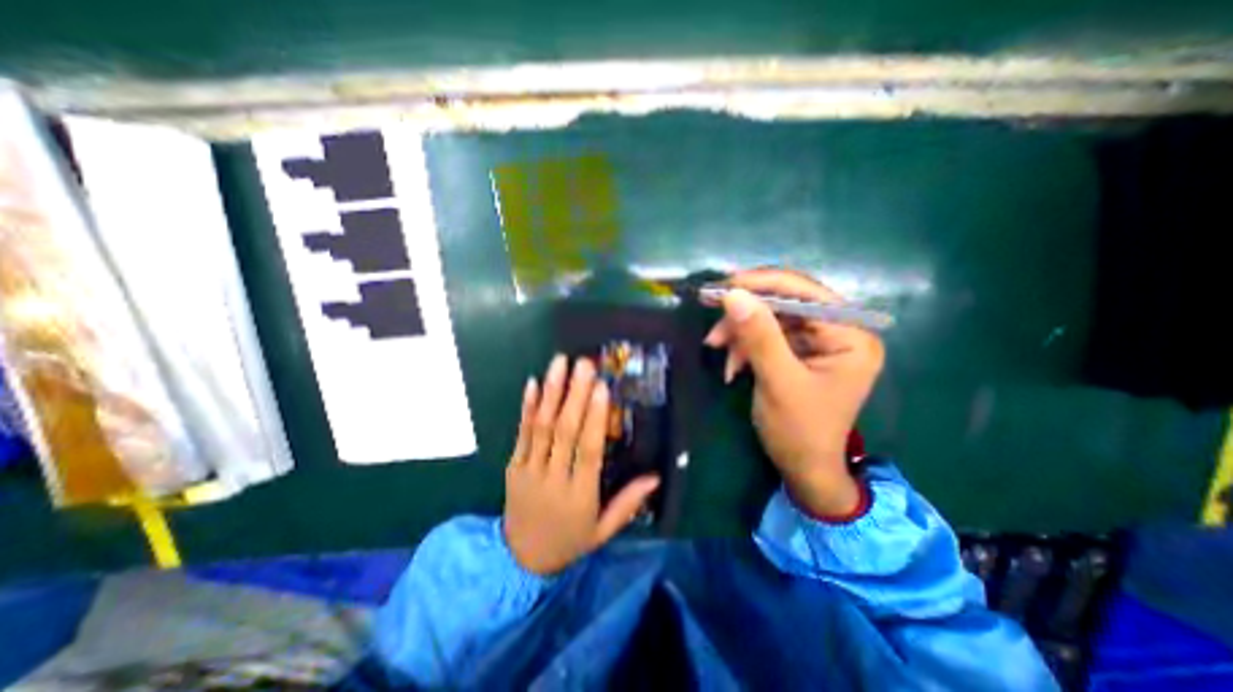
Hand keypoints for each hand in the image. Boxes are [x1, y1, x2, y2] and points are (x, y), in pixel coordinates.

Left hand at [501, 354, 658, 575]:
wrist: (521, 560)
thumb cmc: (570, 540)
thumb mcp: (604, 530)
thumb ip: (629, 503)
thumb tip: (656, 477)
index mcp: (579, 495)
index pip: (589, 450)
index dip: (595, 418)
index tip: (602, 388)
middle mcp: (553, 478)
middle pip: (565, 431)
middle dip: (575, 394)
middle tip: (584, 364)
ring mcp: (529, 470)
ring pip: (541, 427)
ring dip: (550, 392)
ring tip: (559, 363)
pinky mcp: (513, 466)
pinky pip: (521, 433)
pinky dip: (526, 407)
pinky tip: (532, 383)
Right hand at [702, 268, 886, 515]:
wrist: (803, 469)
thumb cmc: (799, 431)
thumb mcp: (777, 381)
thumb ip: (759, 335)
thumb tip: (733, 294)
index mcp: (851, 334)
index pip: (805, 292)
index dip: (762, 284)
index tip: (723, 285)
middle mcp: (839, 330)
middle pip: (784, 304)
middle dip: (745, 316)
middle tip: (713, 325)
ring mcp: (818, 341)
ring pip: (770, 320)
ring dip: (740, 334)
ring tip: (715, 349)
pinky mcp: (800, 352)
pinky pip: (767, 337)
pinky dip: (744, 348)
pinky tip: (731, 367)